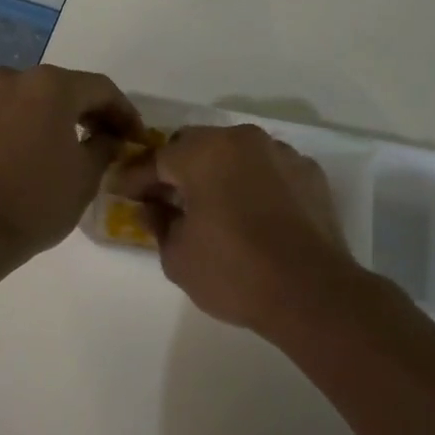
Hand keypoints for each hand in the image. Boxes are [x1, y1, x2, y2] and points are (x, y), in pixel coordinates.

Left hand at [0, 65, 142, 266]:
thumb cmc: (36, 199)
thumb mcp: (86, 175)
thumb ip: (105, 146)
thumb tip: (108, 137)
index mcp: (50, 84)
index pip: (101, 88)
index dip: (124, 112)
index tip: (136, 136)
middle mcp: (15, 78)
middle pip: (65, 88)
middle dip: (90, 112)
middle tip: (109, 139)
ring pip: (33, 99)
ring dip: (57, 117)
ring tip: (72, 146)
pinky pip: (8, 114)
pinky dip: (28, 126)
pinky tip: (37, 152)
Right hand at [111, 125, 367, 332]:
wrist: (313, 294)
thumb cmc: (234, 272)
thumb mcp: (177, 256)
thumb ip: (158, 223)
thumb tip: (152, 208)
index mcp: (205, 152)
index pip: (158, 159)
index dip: (135, 178)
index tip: (121, 191)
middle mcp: (243, 140)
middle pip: (197, 146)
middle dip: (177, 169)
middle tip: (165, 198)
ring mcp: (281, 153)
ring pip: (235, 154)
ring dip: (218, 173)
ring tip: (212, 206)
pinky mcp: (309, 173)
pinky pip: (268, 170)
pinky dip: (254, 184)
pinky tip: (253, 214)